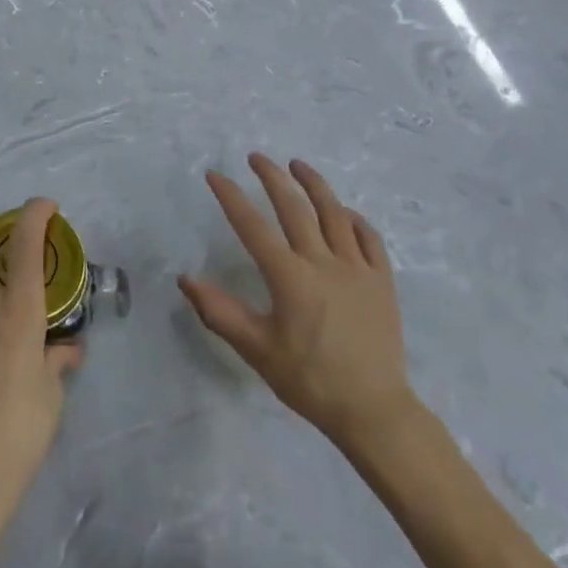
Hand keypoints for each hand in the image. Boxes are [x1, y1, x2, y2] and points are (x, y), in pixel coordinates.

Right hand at [179, 155, 415, 451]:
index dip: (231, 197)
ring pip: (334, 213)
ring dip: (314, 184)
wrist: (373, 411)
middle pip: (295, 207)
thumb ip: (220, 313)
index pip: (253, 226)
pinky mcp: (381, 281)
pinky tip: (343, 211)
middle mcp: (323, 262)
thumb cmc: (310, 381)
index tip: (215, 175)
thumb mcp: (257, 350)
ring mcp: (356, 268)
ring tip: (298, 164)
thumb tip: (186, 279)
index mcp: (289, 277)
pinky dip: (353, 218)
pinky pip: (368, 237)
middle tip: (257, 157)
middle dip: (272, 177)